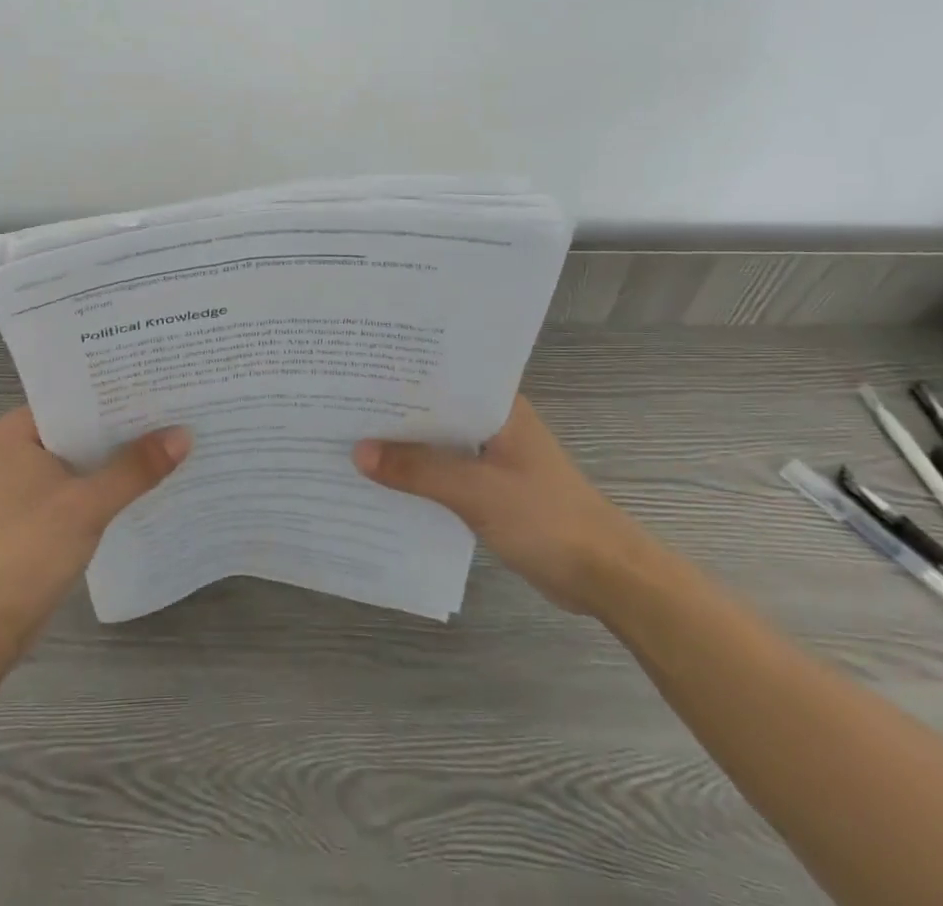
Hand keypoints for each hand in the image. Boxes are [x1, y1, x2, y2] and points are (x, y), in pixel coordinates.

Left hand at [0, 406, 189, 652]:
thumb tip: (185, 434)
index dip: (122, 386)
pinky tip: (157, 479)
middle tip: (184, 403)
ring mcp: (37, 481)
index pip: (80, 393)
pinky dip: (117, 482)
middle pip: (89, 424)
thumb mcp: (85, 505)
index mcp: (23, 429)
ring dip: (127, 454)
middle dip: (131, 420)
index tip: (166, 377)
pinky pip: (90, 484)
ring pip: (92, 456)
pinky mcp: (48, 512)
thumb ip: (135, 469)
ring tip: (182, 434)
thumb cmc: (25, 552)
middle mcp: (28, 446)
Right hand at [353, 394, 650, 614]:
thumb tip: (358, 452)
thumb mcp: (477, 492)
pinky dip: (418, 474)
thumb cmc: (547, 519)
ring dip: (403, 445)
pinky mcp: (490, 487)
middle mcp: (492, 422)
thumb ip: (419, 470)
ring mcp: (491, 455)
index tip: (355, 366)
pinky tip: (382, 480)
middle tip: (338, 399)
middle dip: (392, 409)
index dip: (400, 370)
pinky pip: (444, 471)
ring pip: (437, 441)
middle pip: (434, 408)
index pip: (441, 374)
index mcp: (497, 405)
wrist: (604, 576)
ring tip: (348, 435)